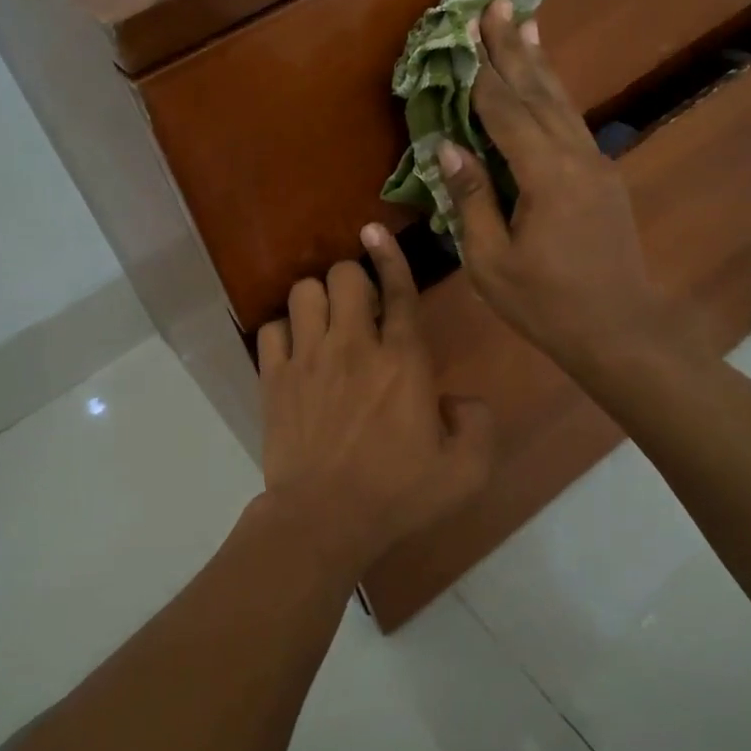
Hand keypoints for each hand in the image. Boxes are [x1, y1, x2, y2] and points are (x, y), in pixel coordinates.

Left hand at [256, 228, 492, 572]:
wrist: (325, 520)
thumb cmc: (399, 495)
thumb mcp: (466, 470)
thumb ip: (478, 423)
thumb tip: (457, 400)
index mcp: (403, 360)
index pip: (400, 290)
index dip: (391, 255)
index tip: (377, 230)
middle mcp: (354, 346)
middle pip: (344, 276)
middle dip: (354, 278)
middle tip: (360, 305)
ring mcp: (308, 359)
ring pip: (304, 292)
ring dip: (318, 298)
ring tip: (326, 321)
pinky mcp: (274, 378)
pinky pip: (271, 327)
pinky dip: (284, 330)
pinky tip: (295, 349)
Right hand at [437, 0, 664, 371]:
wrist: (618, 328)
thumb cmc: (546, 303)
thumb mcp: (492, 261)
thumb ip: (472, 199)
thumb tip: (447, 147)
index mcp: (546, 177)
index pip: (505, 112)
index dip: (481, 72)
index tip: (464, 31)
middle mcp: (576, 157)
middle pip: (538, 93)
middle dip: (513, 47)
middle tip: (496, 2)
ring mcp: (596, 165)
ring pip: (561, 102)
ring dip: (538, 62)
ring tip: (524, 22)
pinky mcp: (603, 177)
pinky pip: (571, 123)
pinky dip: (554, 95)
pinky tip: (546, 83)